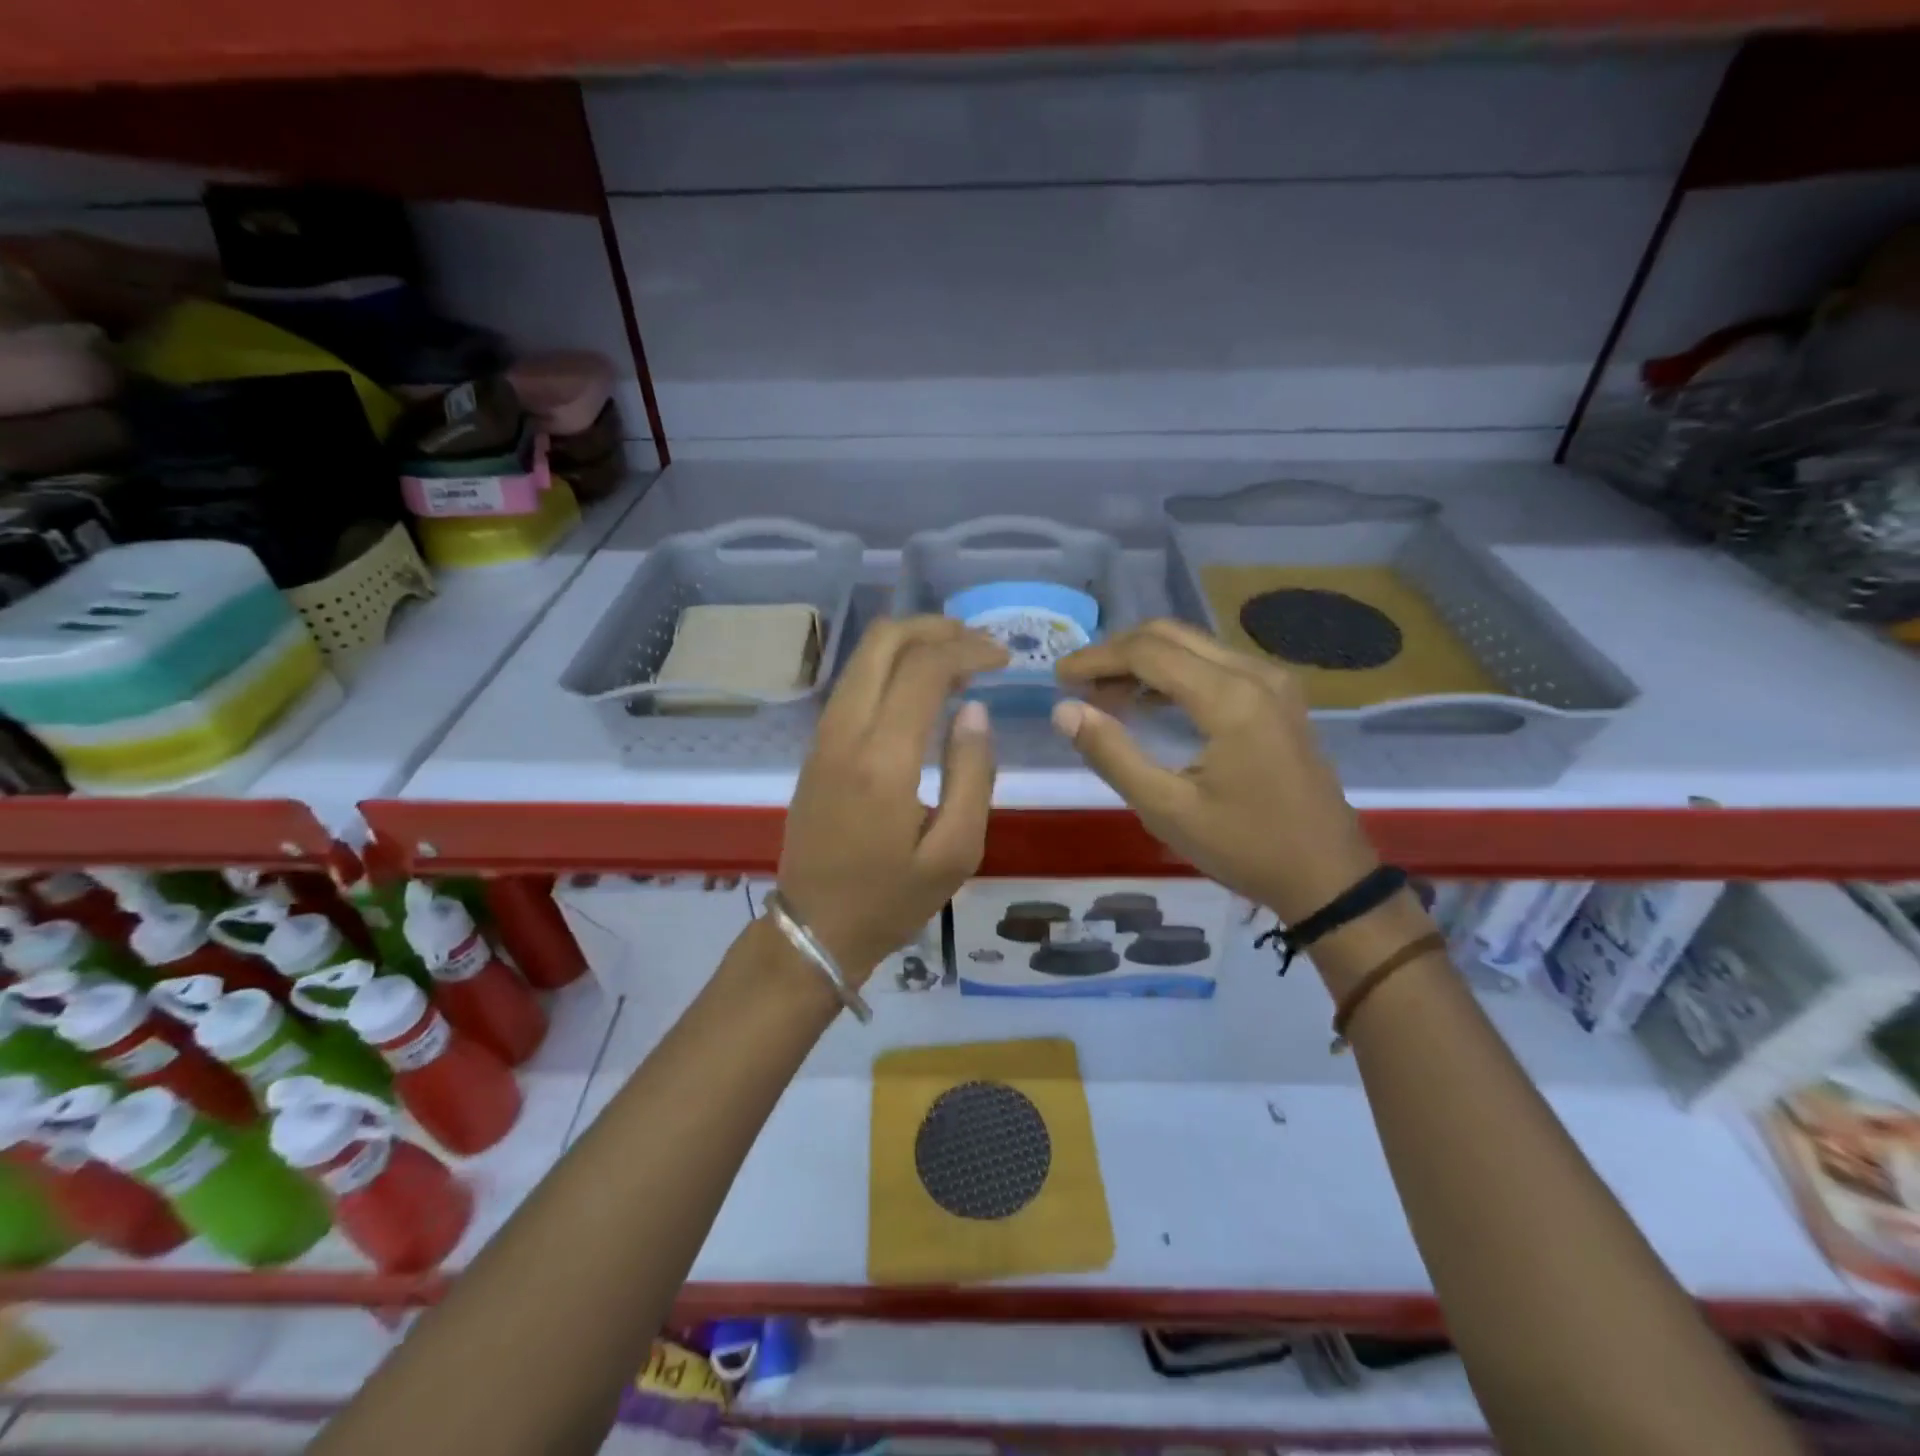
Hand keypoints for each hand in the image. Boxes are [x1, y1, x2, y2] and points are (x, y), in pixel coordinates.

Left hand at [779, 617, 1006, 983]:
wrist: (815, 929)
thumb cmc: (891, 899)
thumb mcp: (956, 851)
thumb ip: (973, 774)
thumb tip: (975, 710)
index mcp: (882, 759)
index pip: (924, 668)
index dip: (969, 650)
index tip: (1005, 659)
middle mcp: (845, 732)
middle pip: (883, 641)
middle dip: (936, 628)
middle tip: (980, 644)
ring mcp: (823, 736)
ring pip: (863, 657)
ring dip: (912, 643)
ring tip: (959, 659)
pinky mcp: (817, 747)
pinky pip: (854, 683)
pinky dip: (891, 667)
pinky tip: (923, 689)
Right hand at [1052, 619, 1382, 925]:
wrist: (1328, 876)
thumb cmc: (1245, 847)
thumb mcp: (1166, 809)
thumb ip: (1112, 753)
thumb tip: (1064, 710)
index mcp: (1229, 698)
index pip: (1147, 652)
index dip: (1097, 658)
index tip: (1059, 678)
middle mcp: (1255, 674)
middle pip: (1171, 635)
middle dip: (1117, 652)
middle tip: (1078, 684)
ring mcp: (1273, 682)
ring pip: (1194, 645)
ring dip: (1144, 660)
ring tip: (1103, 694)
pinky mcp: (1278, 697)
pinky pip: (1215, 663)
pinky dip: (1174, 672)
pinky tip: (1148, 701)